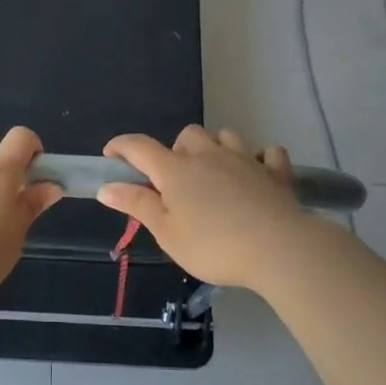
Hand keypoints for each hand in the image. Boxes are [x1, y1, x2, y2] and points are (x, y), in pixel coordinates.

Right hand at [97, 126, 306, 290]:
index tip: (111, 156)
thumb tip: (107, 186)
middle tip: (177, 181)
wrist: (278, 249)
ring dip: (216, 148)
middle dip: (177, 150)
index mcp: (176, 170)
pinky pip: (268, 153)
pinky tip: (257, 173)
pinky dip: (260, 159)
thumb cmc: (214, 246)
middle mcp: (208, 155)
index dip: (121, 147)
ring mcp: (244, 159)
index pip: (140, 147)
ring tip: (215, 174)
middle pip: (187, 135)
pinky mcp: (275, 172)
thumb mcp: (167, 233)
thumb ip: (137, 205)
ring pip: (225, 136)